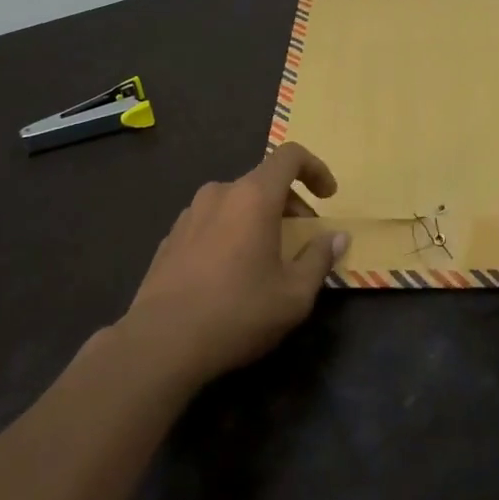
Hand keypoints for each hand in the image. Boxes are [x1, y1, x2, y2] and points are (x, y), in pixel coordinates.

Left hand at [122, 143, 349, 386]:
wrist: (160, 342)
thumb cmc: (237, 312)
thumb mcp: (294, 294)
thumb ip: (320, 258)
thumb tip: (338, 237)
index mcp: (254, 196)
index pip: (290, 156)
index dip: (315, 169)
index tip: (328, 197)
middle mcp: (221, 193)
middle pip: (264, 182)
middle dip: (291, 204)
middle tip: (302, 241)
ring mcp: (190, 212)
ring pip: (237, 202)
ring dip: (259, 219)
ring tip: (266, 258)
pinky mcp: (171, 236)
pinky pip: (212, 221)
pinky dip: (231, 232)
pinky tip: (230, 273)